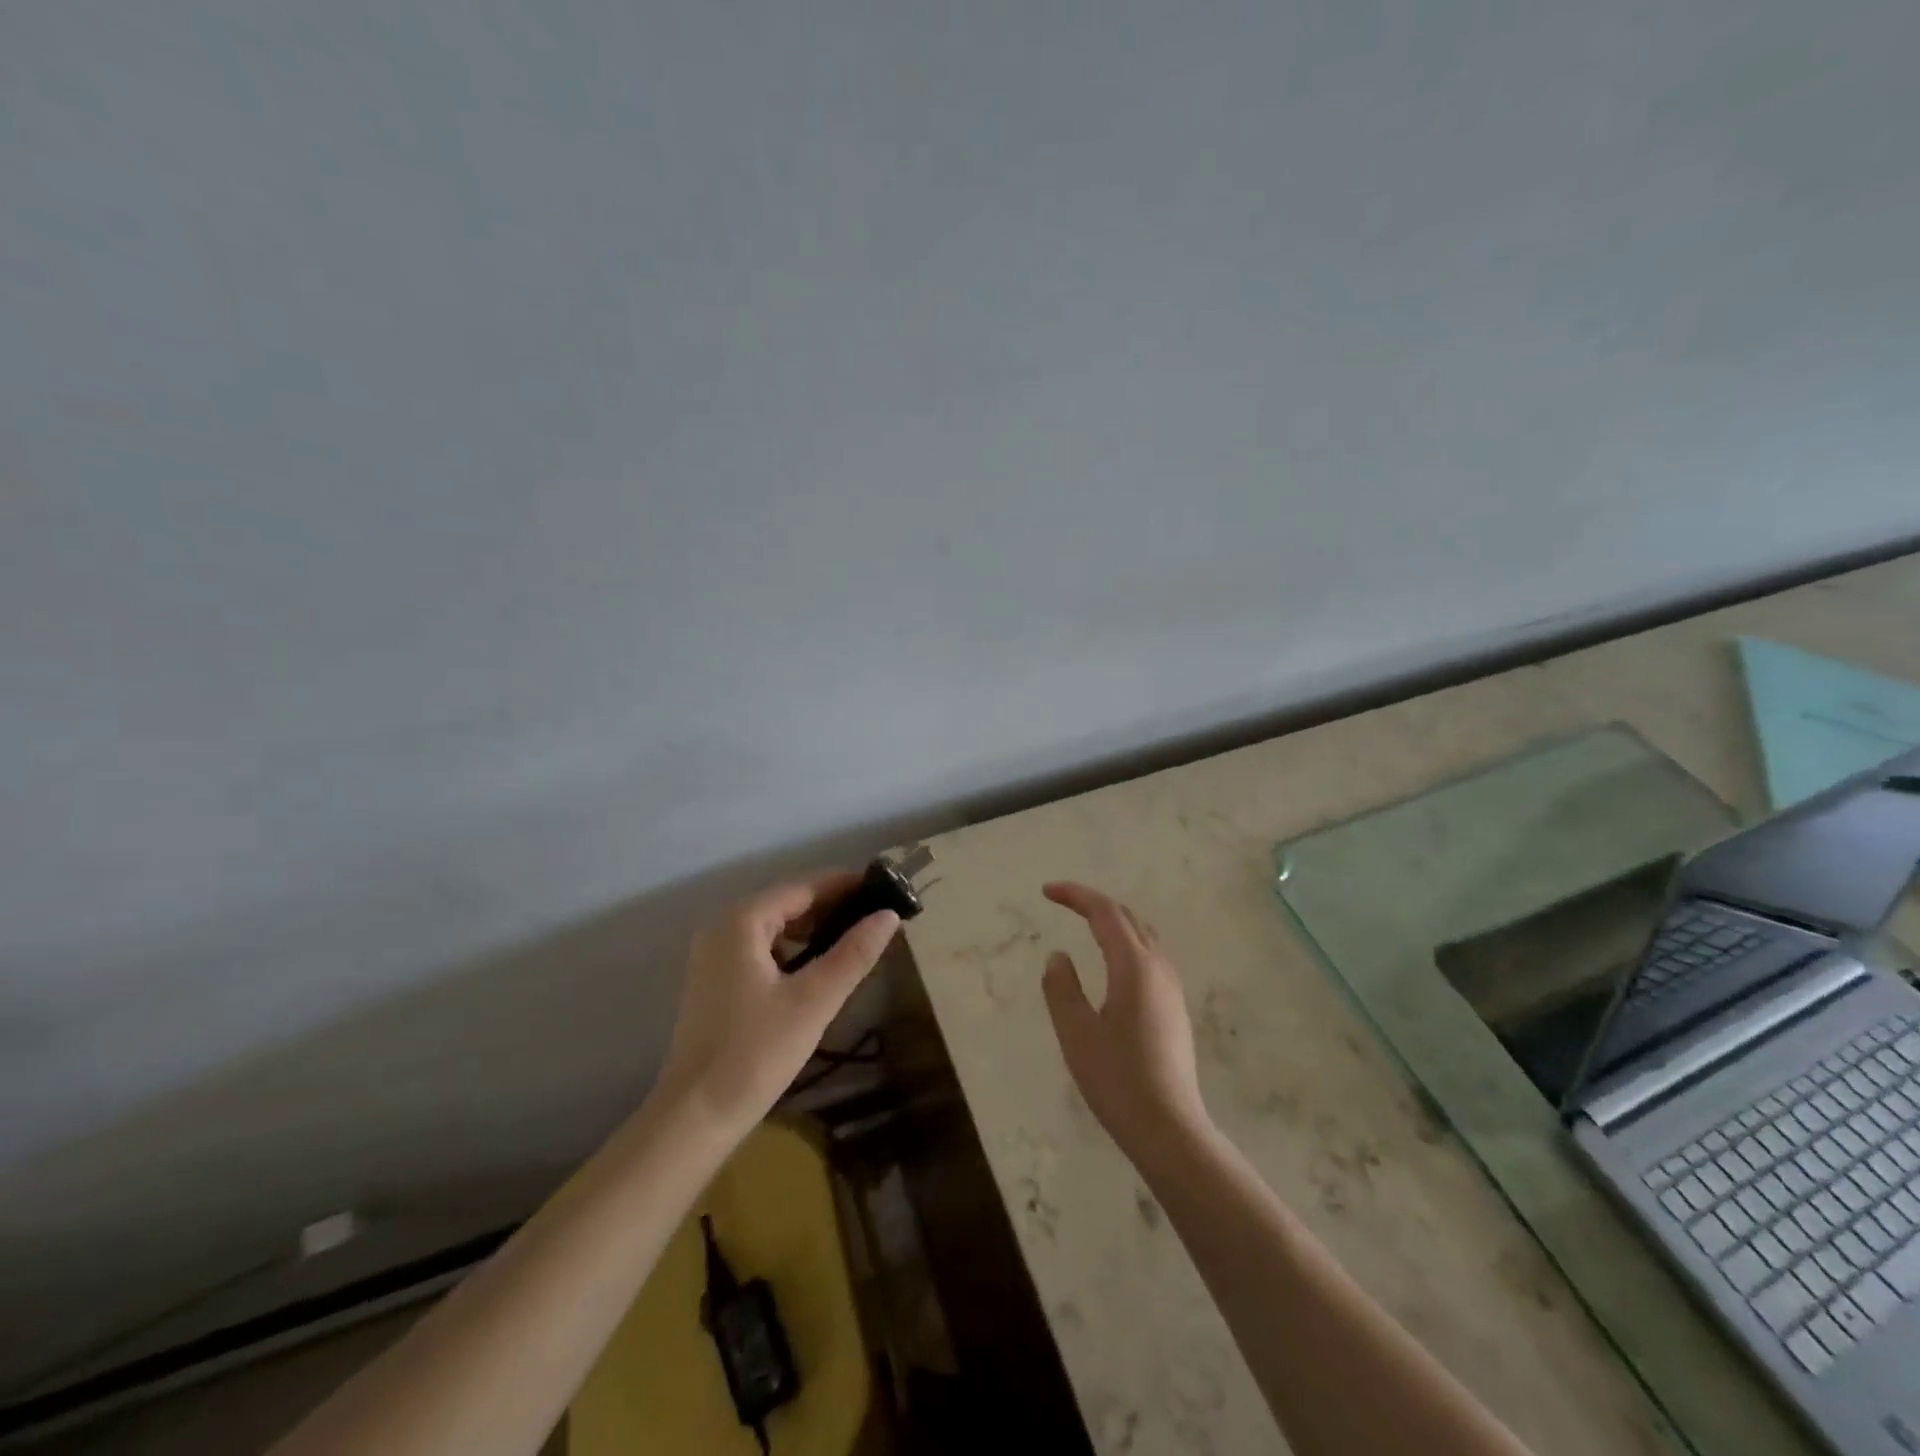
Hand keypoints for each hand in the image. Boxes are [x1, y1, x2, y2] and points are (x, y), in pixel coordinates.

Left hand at [656, 873, 899, 1134]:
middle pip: (788, 903)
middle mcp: (723, 926)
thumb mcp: (815, 1000)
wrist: (694, 1118)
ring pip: (775, 927)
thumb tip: (889, 915)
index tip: (885, 887)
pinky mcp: (715, 980)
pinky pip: (762, 949)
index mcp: (743, 920)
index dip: (846, 885)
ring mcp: (714, 954)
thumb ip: (854, 953)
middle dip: (833, 907)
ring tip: (857, 940)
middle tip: (878, 917)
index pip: (804, 886)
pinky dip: (793, 951)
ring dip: (814, 930)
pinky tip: (820, 969)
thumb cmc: (756, 1052)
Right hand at [1041, 881, 1211, 1164]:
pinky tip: (1112, 963)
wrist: (1170, 1129)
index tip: (1046, 891)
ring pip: (1143, 936)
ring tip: (1084, 924)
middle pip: (1128, 918)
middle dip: (1094, 903)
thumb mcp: (1076, 1033)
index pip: (1105, 913)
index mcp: (1134, 967)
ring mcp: (1171, 989)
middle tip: (1061, 902)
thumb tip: (1058, 956)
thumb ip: (1062, 987)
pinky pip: (1150, 956)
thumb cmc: (1118, 1080)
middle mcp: (1158, 968)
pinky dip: (1125, 942)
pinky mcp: (1175, 1008)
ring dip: (1113, 922)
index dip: (1075, 895)